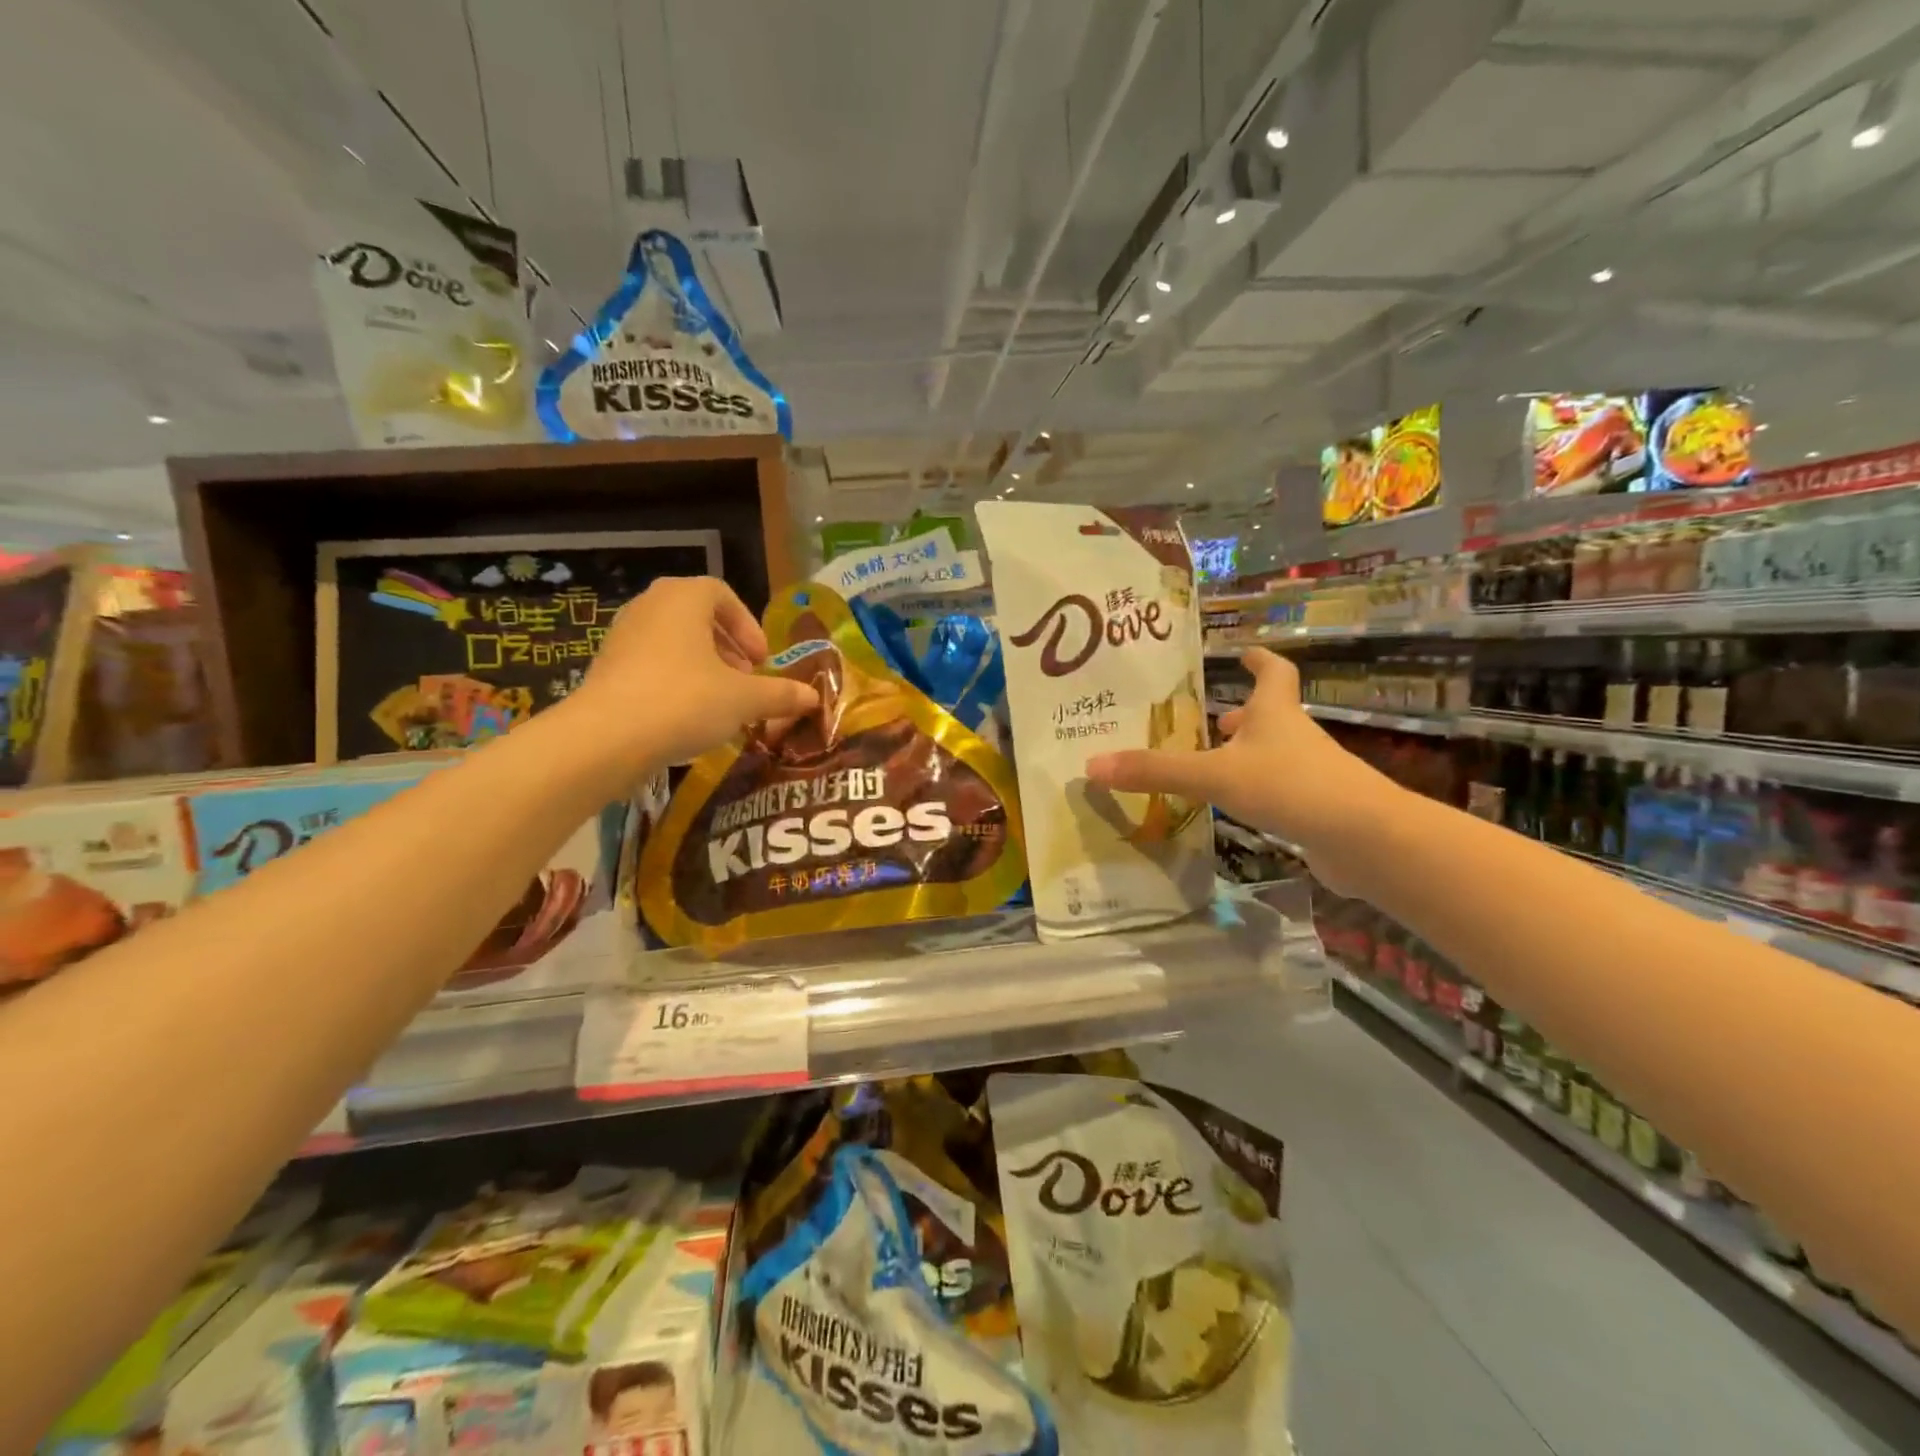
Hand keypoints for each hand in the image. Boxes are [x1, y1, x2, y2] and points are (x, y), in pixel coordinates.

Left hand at [566, 577, 819, 774]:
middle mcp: (649, 606)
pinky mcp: (605, 667)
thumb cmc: (684, 701)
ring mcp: (622, 636)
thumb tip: (814, 698)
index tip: (761, 661)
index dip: (748, 626)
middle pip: (697, 617)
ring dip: (702, 665)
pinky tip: (687, 716)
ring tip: (720, 701)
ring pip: (673, 642)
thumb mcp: (744, 700)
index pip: (721, 594)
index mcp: (684, 598)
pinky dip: (674, 681)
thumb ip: (780, 695)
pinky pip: (650, 664)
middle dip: (727, 647)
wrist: (606, 738)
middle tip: (745, 679)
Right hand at [1087, 648, 1399, 894]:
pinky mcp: (1316, 808)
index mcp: (1275, 713)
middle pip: (1271, 714)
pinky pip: (1281, 790)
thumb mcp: (1214, 775)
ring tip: (1214, 762)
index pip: (1273, 673)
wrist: (1364, 838)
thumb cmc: (1290, 786)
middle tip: (1213, 718)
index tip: (1246, 650)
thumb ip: (1156, 771)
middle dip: (1244, 714)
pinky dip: (1258, 790)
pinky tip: (1236, 806)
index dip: (1259, 660)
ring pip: (1275, 753)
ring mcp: (1311, 773)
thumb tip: (1092, 764)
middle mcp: (1295, 736)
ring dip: (1247, 753)